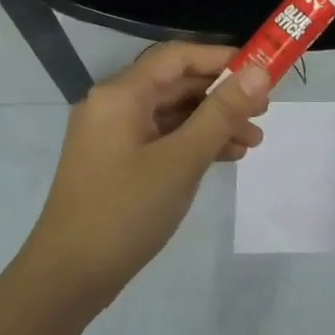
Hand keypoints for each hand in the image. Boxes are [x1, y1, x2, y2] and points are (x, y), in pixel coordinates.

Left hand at [25, 43, 270, 301]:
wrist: (69, 277)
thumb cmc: (126, 211)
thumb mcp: (182, 159)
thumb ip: (222, 113)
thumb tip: (259, 73)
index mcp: (121, 94)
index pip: (178, 56)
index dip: (222, 58)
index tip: (262, 70)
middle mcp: (114, 105)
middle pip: (176, 84)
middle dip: (222, 95)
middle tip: (265, 110)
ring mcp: (114, 135)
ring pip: (173, 113)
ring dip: (213, 122)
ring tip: (254, 140)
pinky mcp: (118, 161)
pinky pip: (163, 138)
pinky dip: (194, 142)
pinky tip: (227, 156)